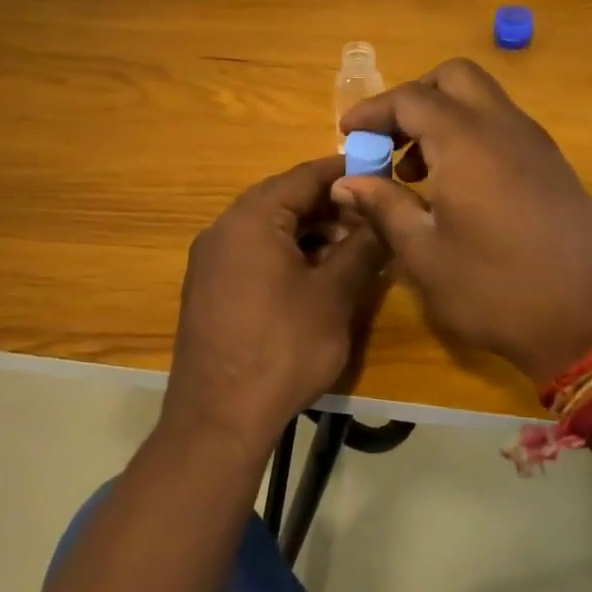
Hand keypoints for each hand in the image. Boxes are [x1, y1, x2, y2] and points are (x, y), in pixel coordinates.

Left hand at [164, 156, 387, 460]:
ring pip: (269, 229)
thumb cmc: (282, 348)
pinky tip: (315, 278)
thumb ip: (362, 247)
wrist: (218, 418)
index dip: (345, 172)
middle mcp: (223, 228)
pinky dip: (286, 255)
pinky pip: (253, 254)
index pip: (304, 176)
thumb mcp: (334, 296)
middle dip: (330, 207)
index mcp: (251, 218)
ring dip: (310, 234)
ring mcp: (210, 259)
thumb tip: (383, 216)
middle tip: (373, 220)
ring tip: (351, 253)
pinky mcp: (208, 288)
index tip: (381, 173)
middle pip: (284, 200)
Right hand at [335, 59, 591, 386]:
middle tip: (389, 139)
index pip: (411, 98)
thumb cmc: (495, 290)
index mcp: (467, 142)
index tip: (349, 134)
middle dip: (414, 98)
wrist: (591, 324)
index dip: (373, 111)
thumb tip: (347, 182)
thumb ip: (383, 206)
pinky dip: (471, 135)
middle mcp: (504, 128)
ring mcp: (536, 144)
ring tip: (416, 171)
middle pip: (454, 78)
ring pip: (482, 100)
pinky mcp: (554, 166)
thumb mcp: (424, 254)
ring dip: (443, 118)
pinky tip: (458, 187)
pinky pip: (504, 127)